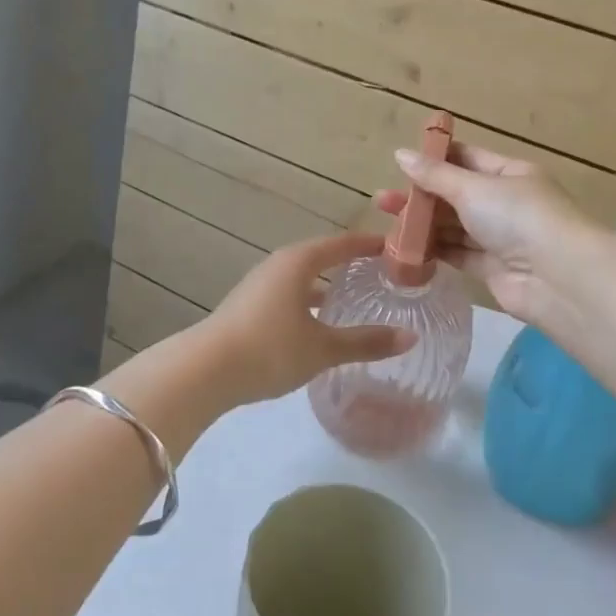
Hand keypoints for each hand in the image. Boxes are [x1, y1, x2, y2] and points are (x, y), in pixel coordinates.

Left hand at [200, 231, 416, 405]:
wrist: (204, 371)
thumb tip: (410, 337)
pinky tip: (318, 326)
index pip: (341, 244)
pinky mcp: (248, 307)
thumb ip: (366, 342)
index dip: (369, 245)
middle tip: (380, 276)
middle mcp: (278, 265)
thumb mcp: (322, 348)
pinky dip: (308, 302)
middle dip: (349, 265)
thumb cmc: (269, 349)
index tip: (395, 247)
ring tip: (353, 301)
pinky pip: (288, 295)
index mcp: (298, 262)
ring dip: (326, 286)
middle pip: (321, 257)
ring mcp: (259, 286)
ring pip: (302, 279)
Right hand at [374, 142, 598, 324]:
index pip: (467, 159)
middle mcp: (505, 203)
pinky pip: (457, 254)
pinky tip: (405, 250)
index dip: (435, 160)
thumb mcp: (473, 188)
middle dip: (421, 196)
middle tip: (382, 201)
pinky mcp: (491, 269)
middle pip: (456, 195)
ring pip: (454, 226)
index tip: (400, 164)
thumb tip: (400, 154)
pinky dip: (434, 251)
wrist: (558, 278)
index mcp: (509, 173)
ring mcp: (500, 237)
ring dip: (424, 225)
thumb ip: (434, 175)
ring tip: (385, 224)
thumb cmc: (518, 217)